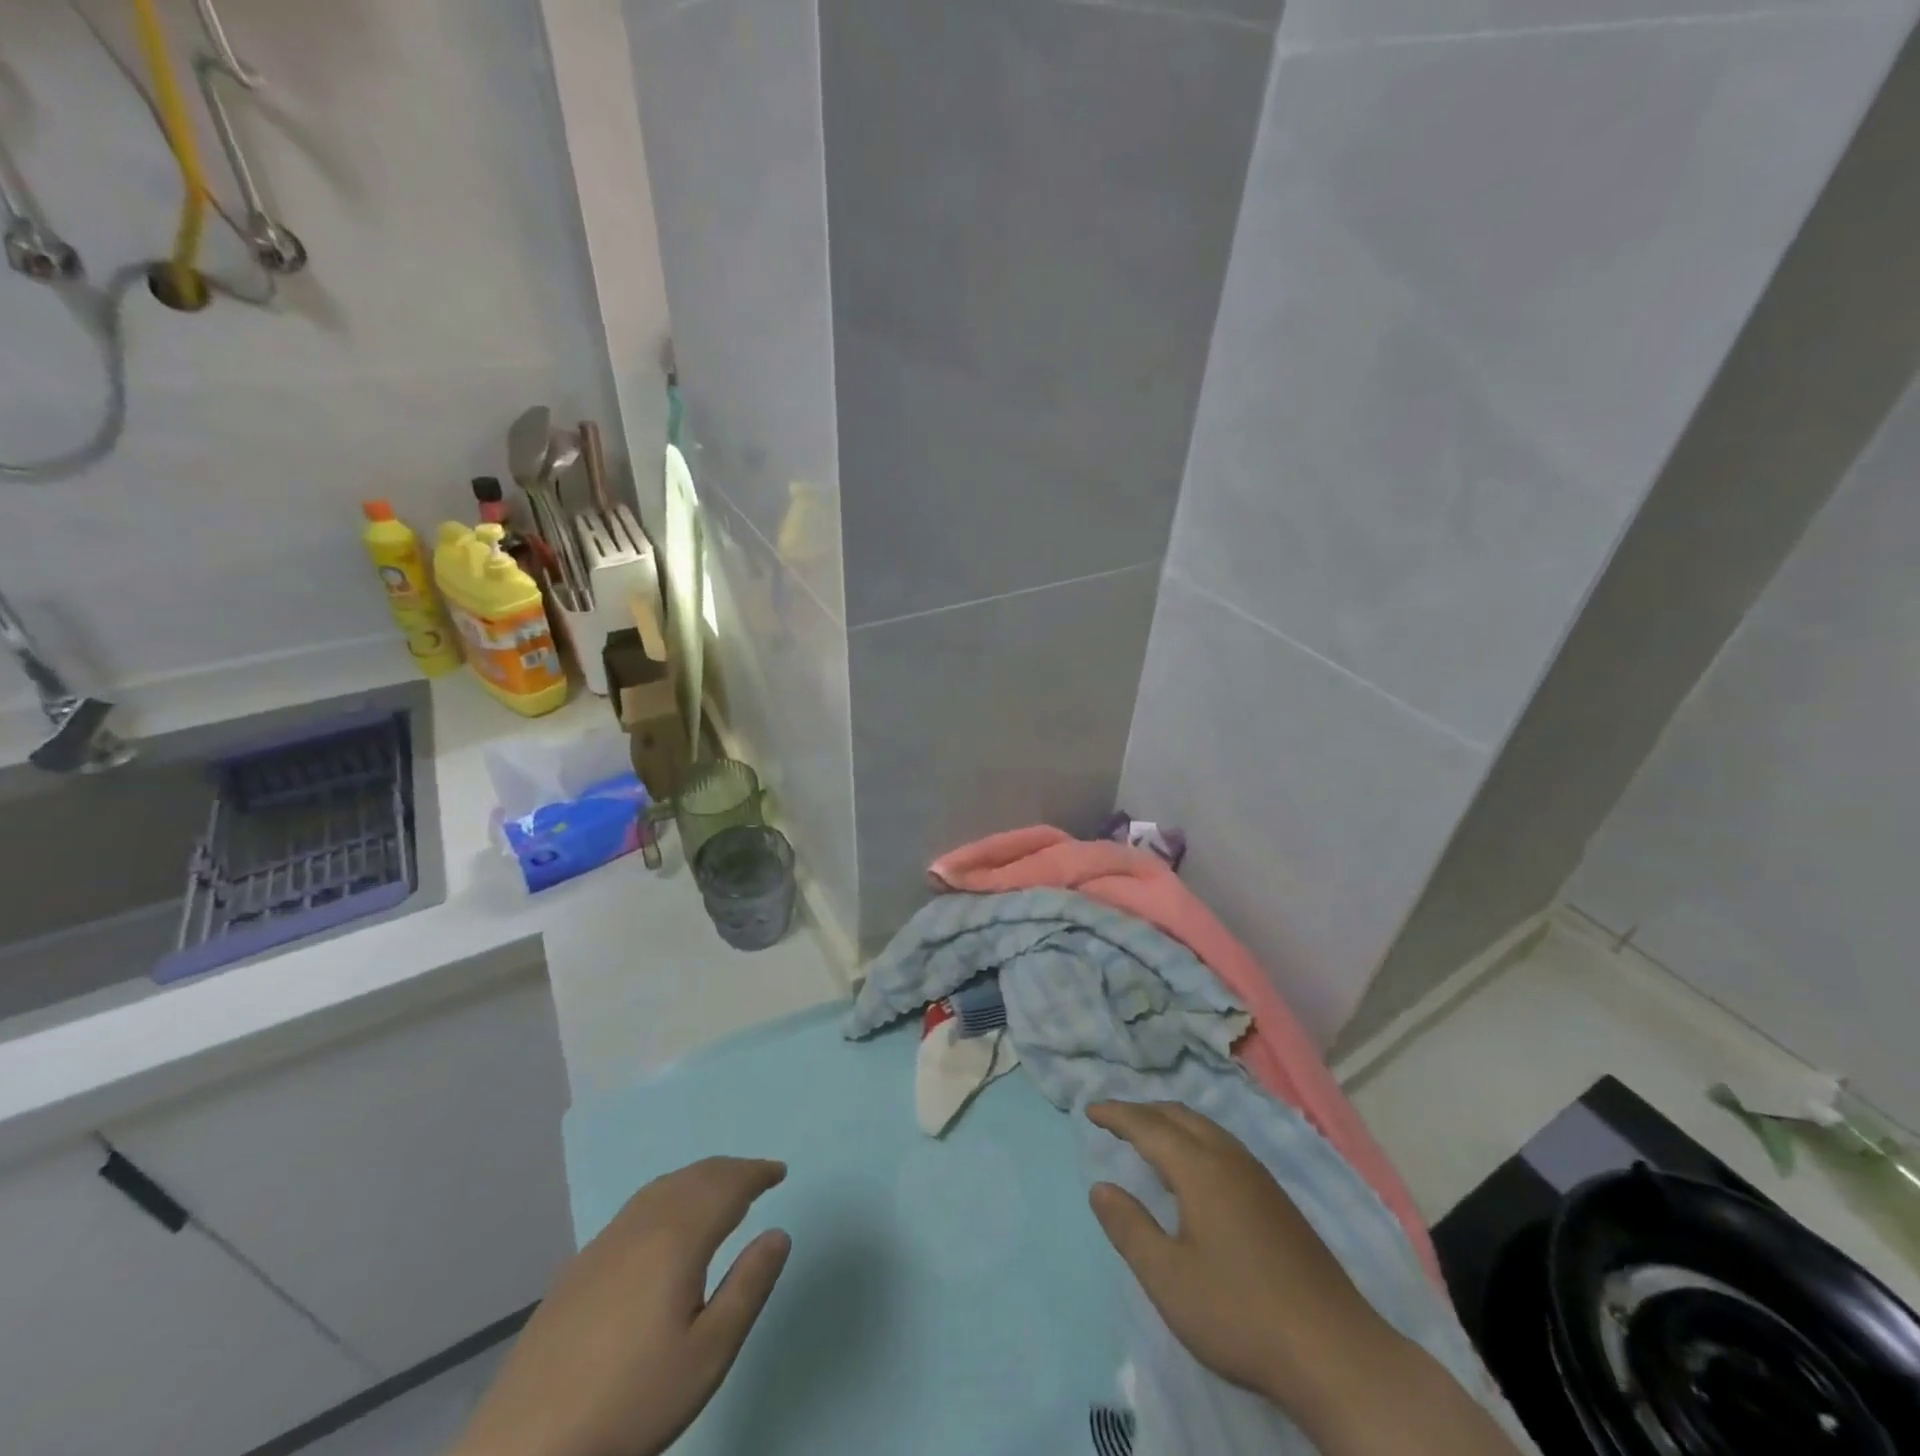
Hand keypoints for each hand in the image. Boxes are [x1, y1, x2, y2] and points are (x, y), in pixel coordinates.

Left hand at [454, 1158, 790, 1455]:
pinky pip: (637, 1208)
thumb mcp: (708, 1355)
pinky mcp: (578, 1268)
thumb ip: (748, 1287)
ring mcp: (604, 1244)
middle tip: (757, 1178)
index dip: (756, 1173)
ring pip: (662, 1188)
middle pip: (694, 1178)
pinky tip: (665, 1226)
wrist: (523, 1450)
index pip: (726, 1185)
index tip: (779, 1172)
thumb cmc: (631, 1402)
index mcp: (677, 1238)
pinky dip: (668, 1197)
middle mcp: (641, 1226)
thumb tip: (778, 1233)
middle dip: (730, 1171)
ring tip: (718, 1193)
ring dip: (698, 1180)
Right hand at [1085, 1102, 1394, 1420]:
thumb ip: (1129, 1228)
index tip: (1089, 1109)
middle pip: (1180, 1116)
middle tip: (1115, 1119)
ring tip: (1149, 1136)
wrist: (1335, 1353)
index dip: (1117, 1115)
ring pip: (1207, 1129)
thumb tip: (1100, 1187)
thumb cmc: (1240, 1313)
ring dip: (1172, 1123)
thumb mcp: (1169, 1278)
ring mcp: (1259, 1178)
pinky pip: (1224, 1146)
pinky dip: (1195, 1140)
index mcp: (1200, 1168)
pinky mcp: (1278, 1201)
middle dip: (1144, 1111)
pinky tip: (1196, 1170)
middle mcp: (1230, 1159)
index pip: (1149, 1126)